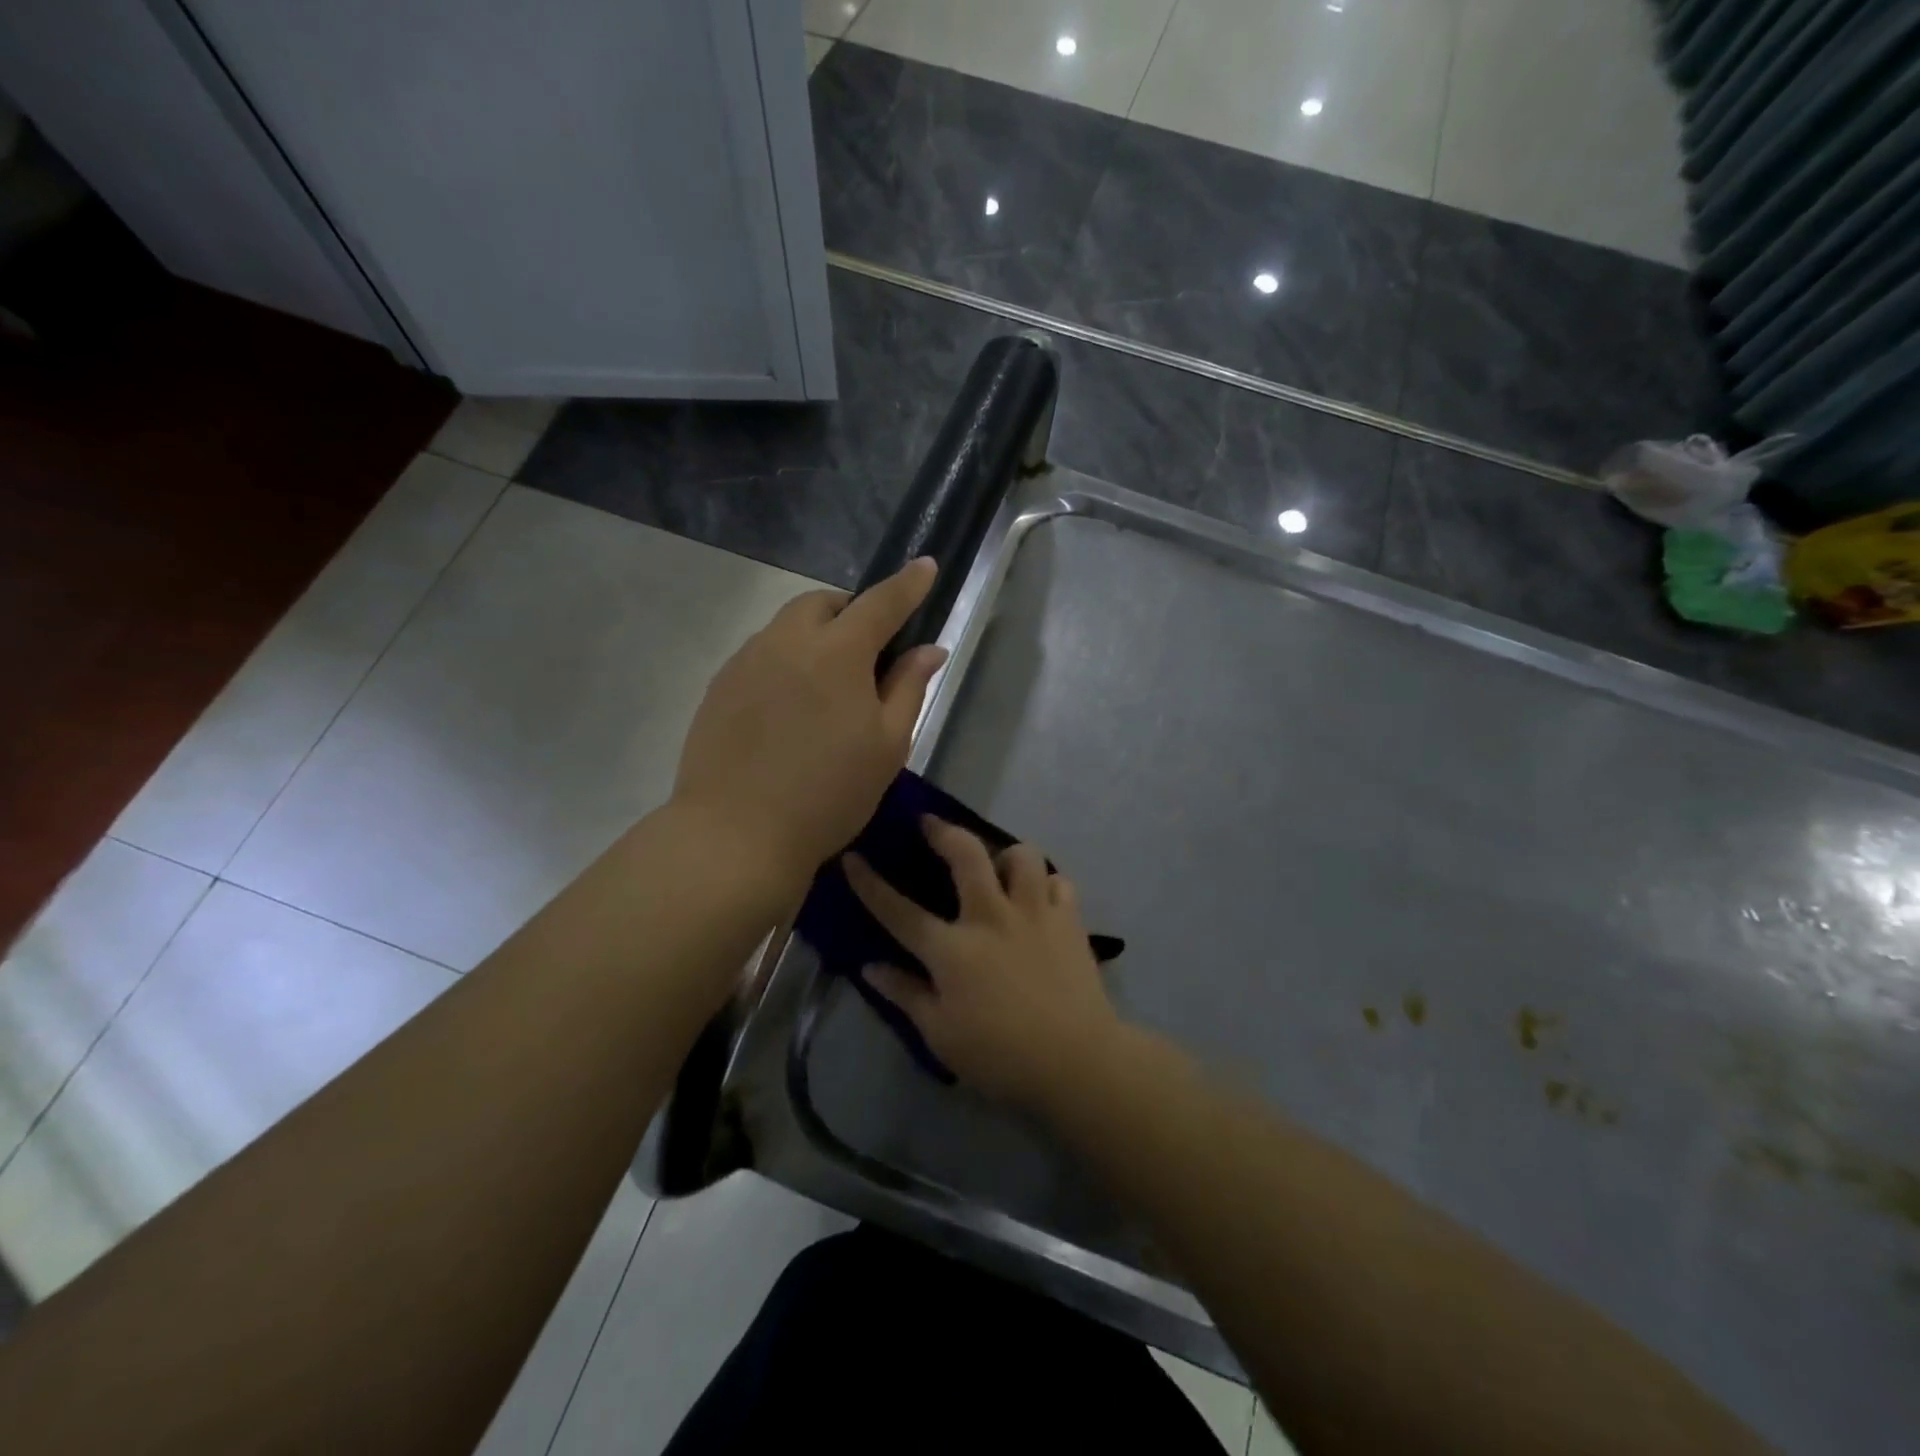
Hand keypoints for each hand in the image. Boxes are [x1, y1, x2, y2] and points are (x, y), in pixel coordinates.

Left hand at [672, 559, 947, 886]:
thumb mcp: (887, 746)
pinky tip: (789, 706)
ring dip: (815, 636)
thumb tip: (929, 649)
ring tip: (827, 684)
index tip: (925, 566)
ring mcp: (745, 661)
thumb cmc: (828, 793)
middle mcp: (787, 641)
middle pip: (823, 604)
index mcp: (837, 652)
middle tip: (868, 651)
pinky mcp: (719, 686)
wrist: (736, 834)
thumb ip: (909, 688)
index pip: (881, 602)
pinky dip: (785, 660)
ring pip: (787, 626)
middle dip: (851, 612)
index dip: (908, 584)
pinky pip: (761, 653)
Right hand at [844, 817, 1121, 1108]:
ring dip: (1007, 854)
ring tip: (1000, 867)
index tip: (852, 858)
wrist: (1076, 1062)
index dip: (870, 884)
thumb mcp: (939, 1034)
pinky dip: (1047, 883)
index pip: (899, 911)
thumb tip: (869, 967)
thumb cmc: (999, 1055)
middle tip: (930, 823)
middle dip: (943, 831)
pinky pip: (1059, 882)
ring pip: (1022, 855)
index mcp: (952, 949)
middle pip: (965, 855)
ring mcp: (1034, 913)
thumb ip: (905, 994)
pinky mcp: (1070, 920)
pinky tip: (1041, 898)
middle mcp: (991, 917)